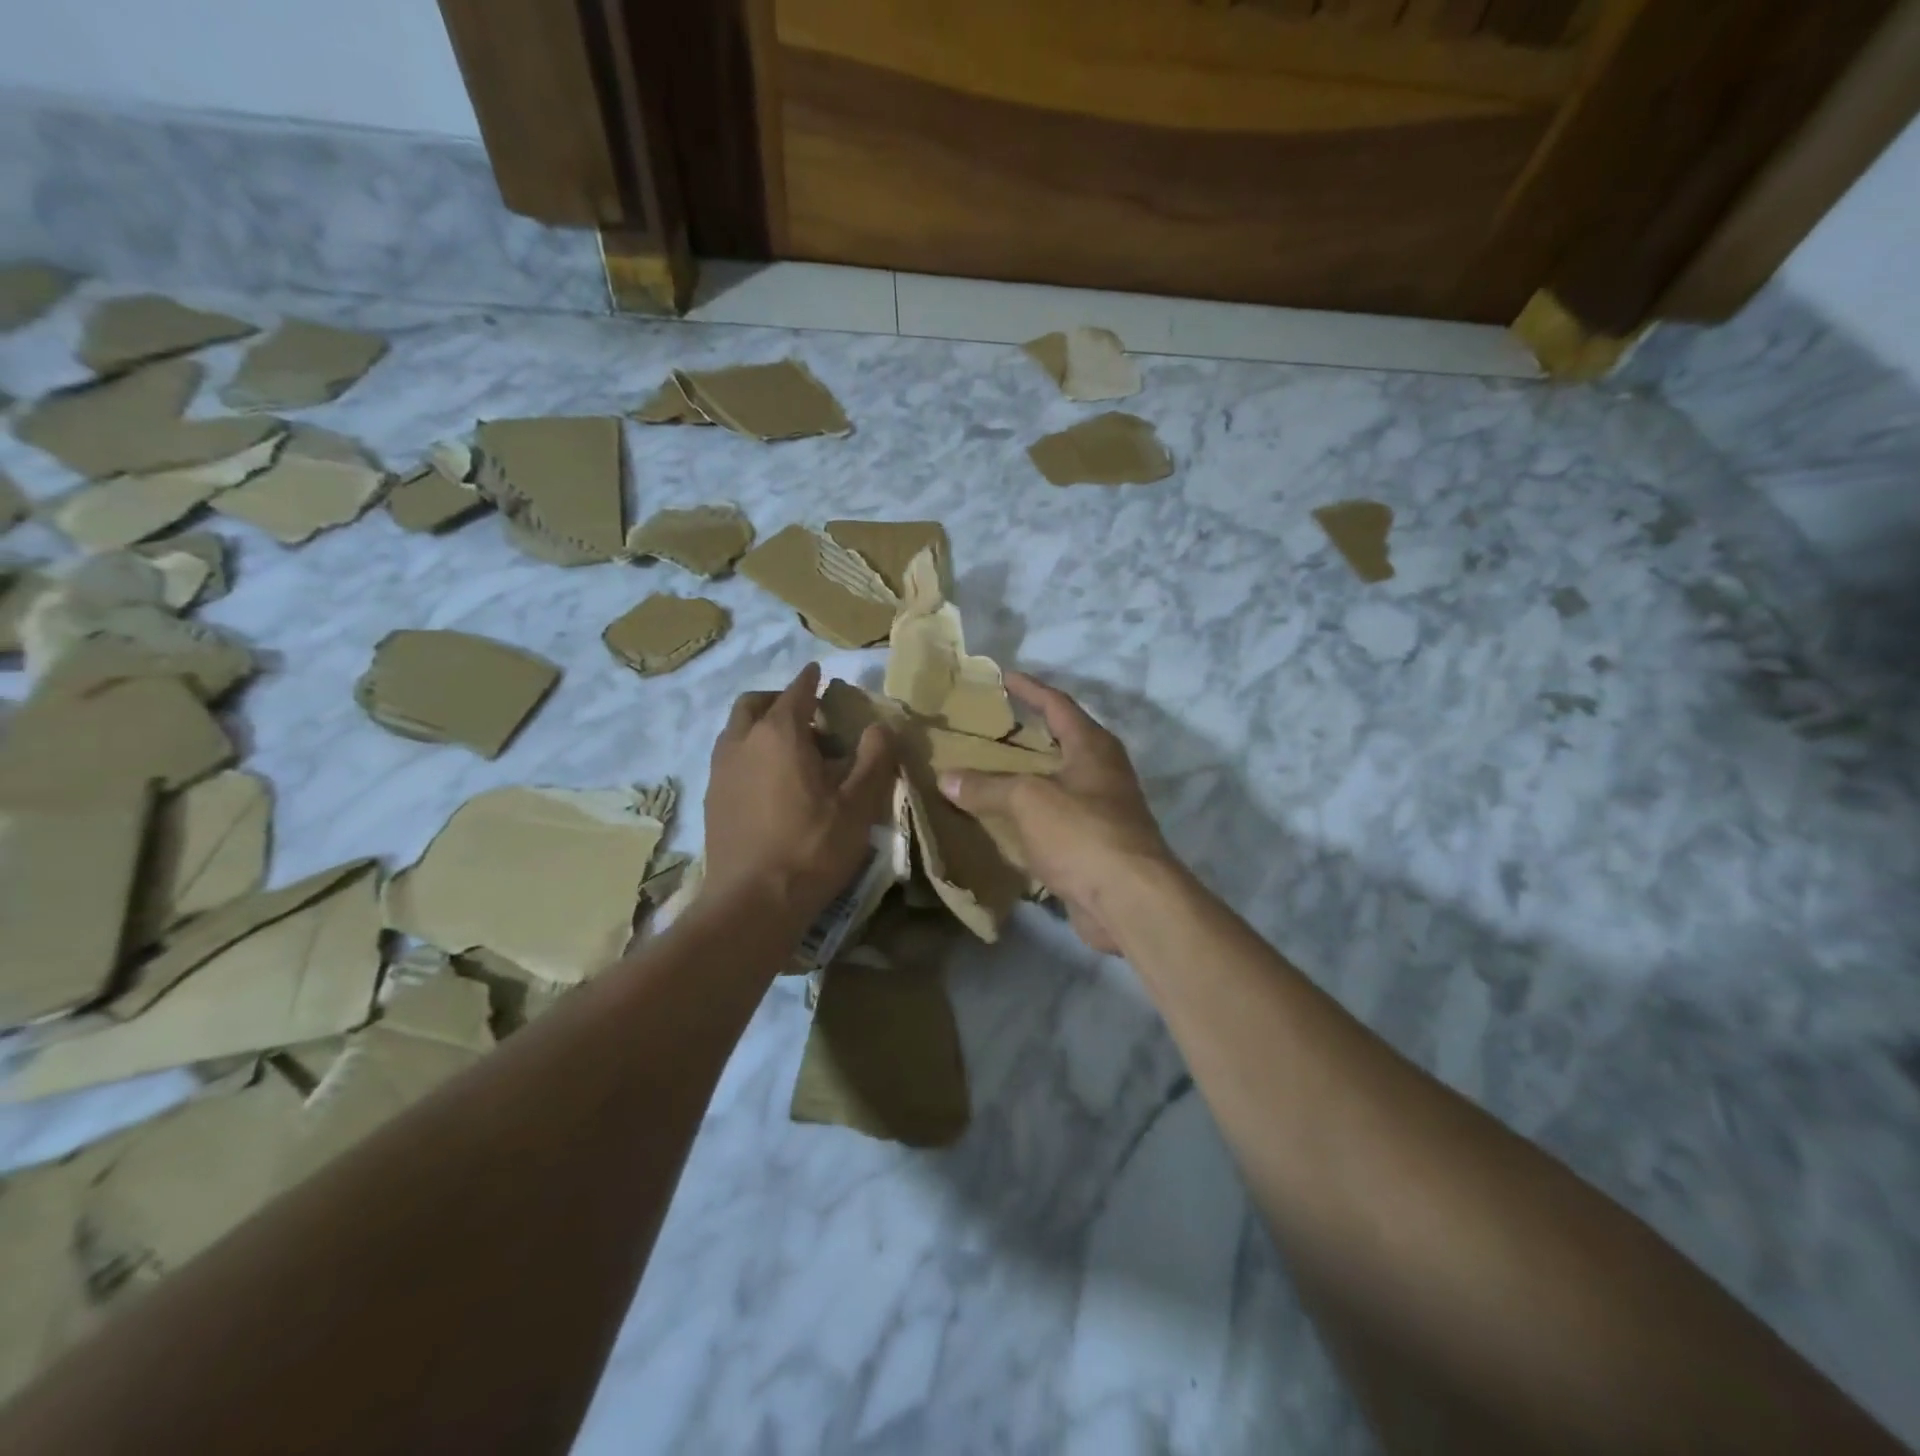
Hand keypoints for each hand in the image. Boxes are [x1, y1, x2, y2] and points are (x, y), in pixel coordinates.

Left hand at [705, 663, 896, 923]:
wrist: (752, 903)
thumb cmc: (812, 847)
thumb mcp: (859, 803)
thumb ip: (874, 758)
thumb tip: (880, 726)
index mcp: (779, 733)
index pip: (796, 691)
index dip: (810, 679)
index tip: (818, 672)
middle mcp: (742, 742)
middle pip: (754, 703)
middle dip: (778, 698)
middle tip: (805, 713)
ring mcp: (720, 771)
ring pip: (736, 730)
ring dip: (760, 726)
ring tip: (788, 748)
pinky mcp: (711, 799)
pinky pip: (729, 758)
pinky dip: (749, 752)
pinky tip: (768, 782)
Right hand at [938, 672, 1174, 953]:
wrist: (1129, 900)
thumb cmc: (1083, 833)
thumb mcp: (1028, 800)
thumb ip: (987, 787)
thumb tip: (947, 778)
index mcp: (1093, 747)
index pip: (1058, 704)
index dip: (1030, 689)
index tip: (1003, 676)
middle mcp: (1102, 773)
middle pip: (1060, 743)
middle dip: (1025, 736)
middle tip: (987, 730)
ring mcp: (1102, 811)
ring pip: (1056, 785)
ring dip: (1025, 779)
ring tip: (986, 773)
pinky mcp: (1095, 846)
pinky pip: (1054, 821)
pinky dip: (1029, 817)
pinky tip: (1001, 823)